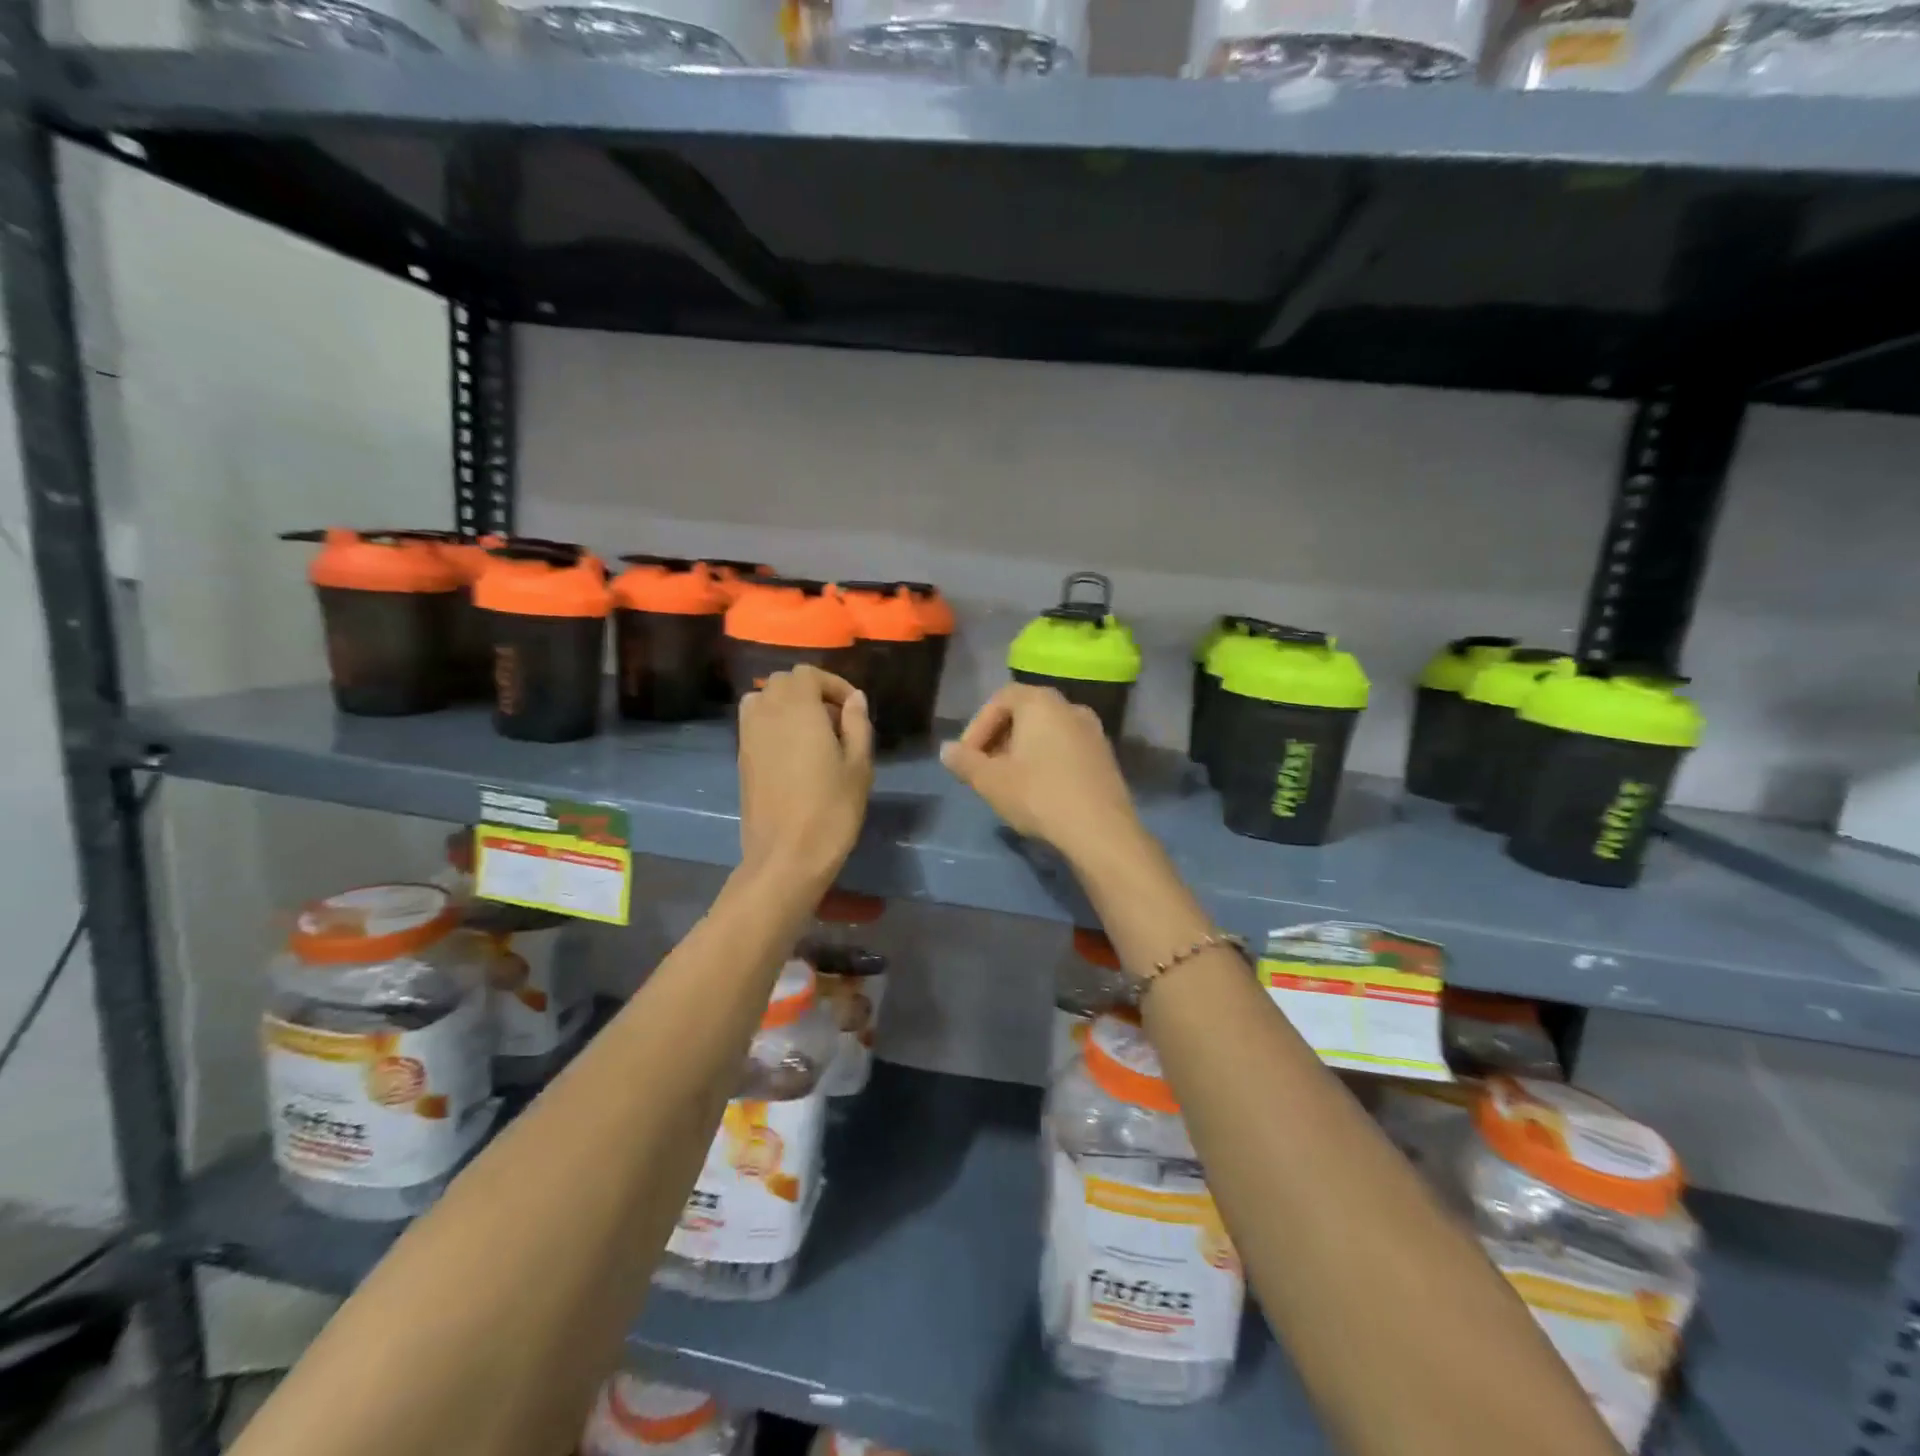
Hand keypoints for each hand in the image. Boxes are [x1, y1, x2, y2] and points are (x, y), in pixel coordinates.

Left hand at [738, 667, 872, 887]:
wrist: (786, 856)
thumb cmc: (831, 808)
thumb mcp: (859, 765)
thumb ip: (857, 724)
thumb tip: (855, 699)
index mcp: (797, 708)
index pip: (808, 674)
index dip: (833, 684)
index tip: (853, 710)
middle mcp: (766, 713)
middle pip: (783, 682)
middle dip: (811, 692)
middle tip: (837, 722)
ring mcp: (748, 736)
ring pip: (764, 700)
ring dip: (788, 706)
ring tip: (813, 735)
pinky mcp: (741, 759)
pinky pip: (755, 724)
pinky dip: (774, 725)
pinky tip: (795, 756)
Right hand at [941, 685, 1141, 861]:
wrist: (1100, 830)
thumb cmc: (1038, 795)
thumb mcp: (990, 781)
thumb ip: (965, 761)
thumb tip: (947, 750)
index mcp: (1041, 702)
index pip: (1000, 699)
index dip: (978, 727)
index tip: (968, 757)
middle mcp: (1070, 707)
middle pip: (1025, 714)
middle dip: (999, 739)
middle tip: (985, 770)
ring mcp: (1093, 731)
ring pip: (1047, 733)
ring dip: (1022, 752)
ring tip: (1009, 783)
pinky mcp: (1106, 757)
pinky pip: (1067, 749)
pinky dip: (1047, 761)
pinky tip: (1039, 791)